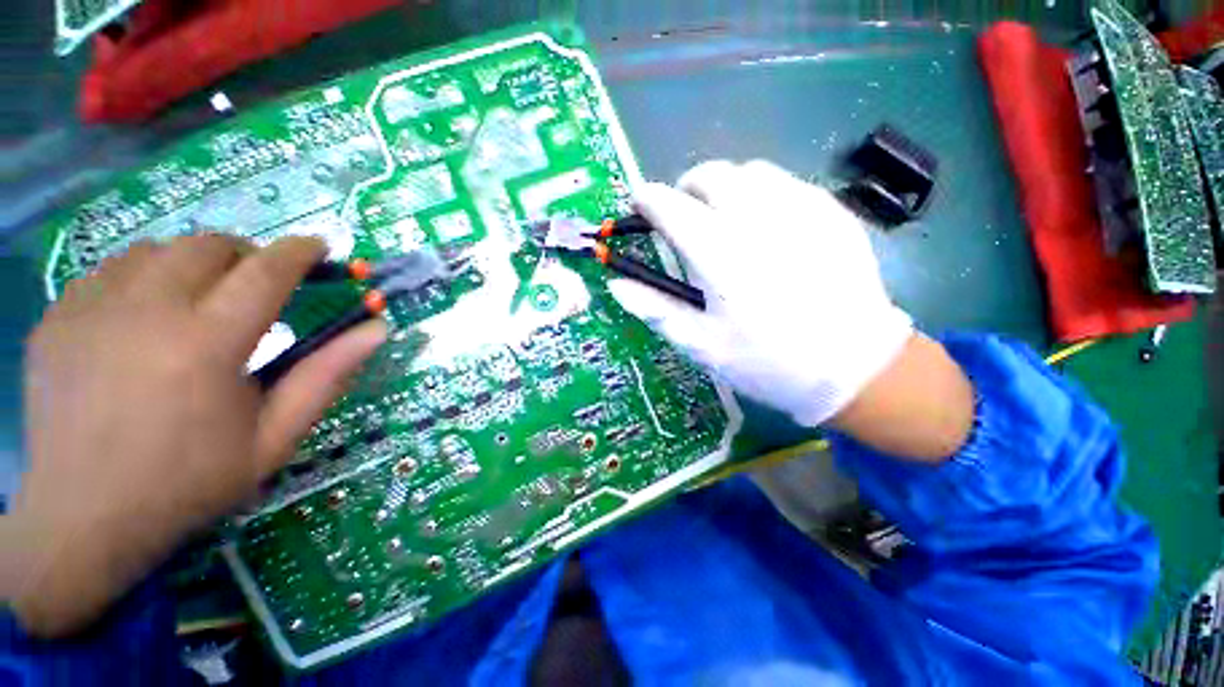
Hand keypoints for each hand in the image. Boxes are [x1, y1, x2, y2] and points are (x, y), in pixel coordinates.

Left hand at [2, 235, 385, 635]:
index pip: (265, 272)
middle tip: (257, 285)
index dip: (298, 252)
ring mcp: (90, 310)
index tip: (318, 247)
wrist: (83, 521)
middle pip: (206, 246)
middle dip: (244, 255)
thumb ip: (327, 376)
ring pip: (155, 250)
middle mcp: (145, 312)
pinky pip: (109, 271)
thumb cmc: (189, 483)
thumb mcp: (275, 438)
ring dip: (192, 264)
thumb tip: (377, 329)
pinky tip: (145, 317)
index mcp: (206, 345)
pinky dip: (142, 278)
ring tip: (200, 300)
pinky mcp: (56, 318)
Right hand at [610, 160, 913, 427]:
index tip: (640, 204)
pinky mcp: (831, 212)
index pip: (671, 207)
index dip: (647, 200)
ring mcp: (801, 209)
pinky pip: (785, 183)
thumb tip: (616, 284)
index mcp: (720, 255)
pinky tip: (765, 226)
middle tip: (683, 216)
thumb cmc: (767, 362)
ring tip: (723, 218)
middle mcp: (758, 220)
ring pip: (749, 172)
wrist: (853, 367)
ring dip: (724, 188)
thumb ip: (655, 309)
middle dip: (686, 188)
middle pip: (710, 175)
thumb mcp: (701, 344)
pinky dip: (761, 193)